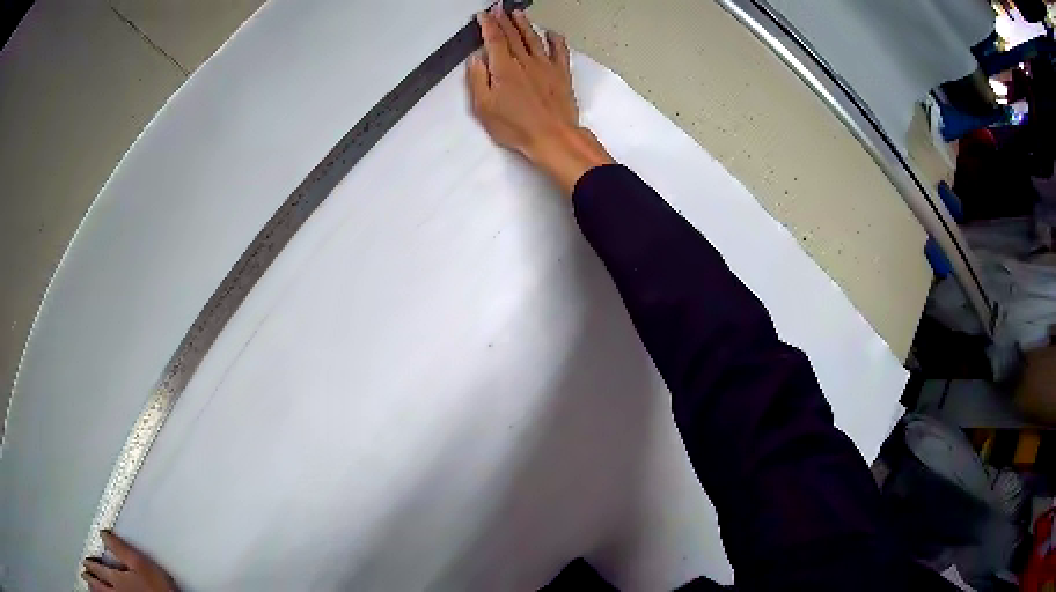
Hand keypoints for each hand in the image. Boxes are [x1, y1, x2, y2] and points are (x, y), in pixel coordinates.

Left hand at [81, 530, 177, 591]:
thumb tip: (103, 533)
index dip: (90, 563)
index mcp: (115, 578)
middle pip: (98, 584)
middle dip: (89, 578)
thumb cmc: (158, 589)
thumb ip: (121, 549)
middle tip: (83, 574)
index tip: (86, 560)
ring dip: (94, 590)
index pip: (98, 568)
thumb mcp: (142, 565)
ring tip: (89, 586)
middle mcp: (115, 591)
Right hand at [467, 6, 612, 194]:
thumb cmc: (517, 126)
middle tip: (499, 8)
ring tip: (518, 13)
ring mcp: (545, 66)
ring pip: (534, 38)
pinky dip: (556, 40)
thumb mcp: (484, 108)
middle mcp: (525, 62)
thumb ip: (478, 80)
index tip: (483, 16)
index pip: (494, 39)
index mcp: (504, 68)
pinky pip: (560, 51)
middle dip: (504, 19)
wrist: (553, 137)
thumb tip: (476, 60)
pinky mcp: (561, 75)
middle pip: (513, 35)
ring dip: (525, 24)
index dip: (488, 25)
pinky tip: (552, 33)